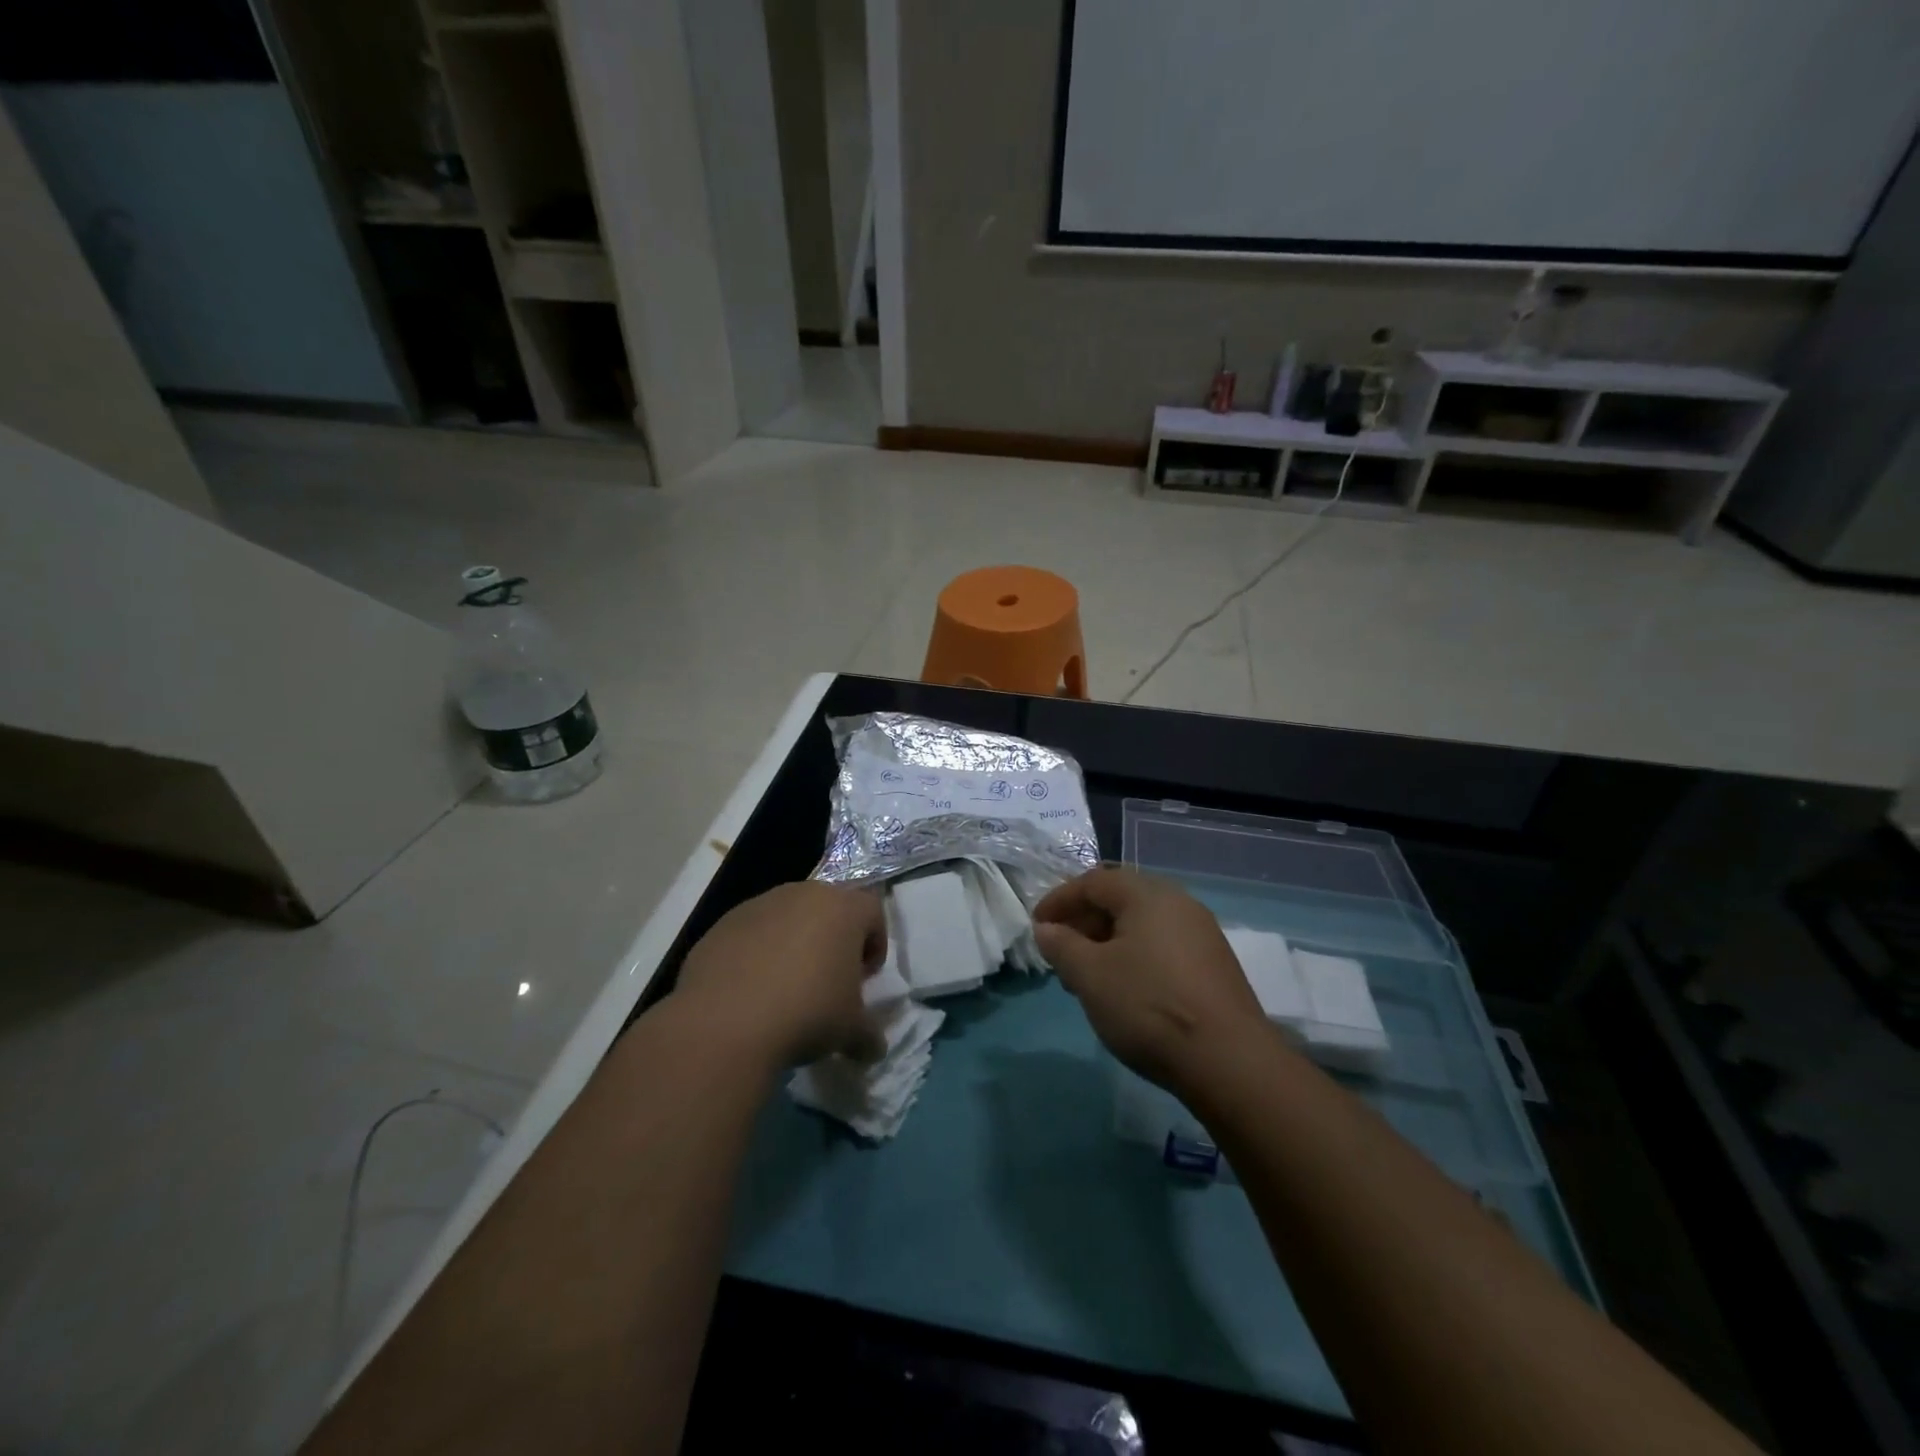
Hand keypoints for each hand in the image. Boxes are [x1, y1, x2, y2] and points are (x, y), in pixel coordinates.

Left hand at [675, 881, 887, 1069]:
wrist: (724, 1022)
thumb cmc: (807, 1013)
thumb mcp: (850, 1030)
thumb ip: (868, 1034)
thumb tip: (873, 1048)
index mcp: (843, 908)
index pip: (873, 912)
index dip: (875, 943)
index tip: (865, 978)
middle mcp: (802, 894)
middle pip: (828, 909)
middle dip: (833, 940)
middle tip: (828, 980)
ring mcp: (758, 905)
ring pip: (787, 918)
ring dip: (793, 944)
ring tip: (785, 987)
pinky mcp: (722, 924)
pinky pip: (751, 933)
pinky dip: (756, 954)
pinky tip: (750, 991)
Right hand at [1033, 867, 1267, 1099]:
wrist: (1229, 1060)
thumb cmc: (1148, 1005)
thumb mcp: (1090, 975)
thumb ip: (1061, 945)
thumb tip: (1046, 929)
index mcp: (1148, 894)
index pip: (1093, 882)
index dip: (1059, 900)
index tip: (1036, 927)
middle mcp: (1179, 902)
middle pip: (1120, 899)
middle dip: (1083, 922)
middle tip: (1060, 953)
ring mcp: (1201, 934)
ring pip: (1142, 925)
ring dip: (1107, 942)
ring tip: (1087, 977)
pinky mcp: (1214, 965)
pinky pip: (1162, 946)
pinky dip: (1134, 957)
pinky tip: (1124, 990)